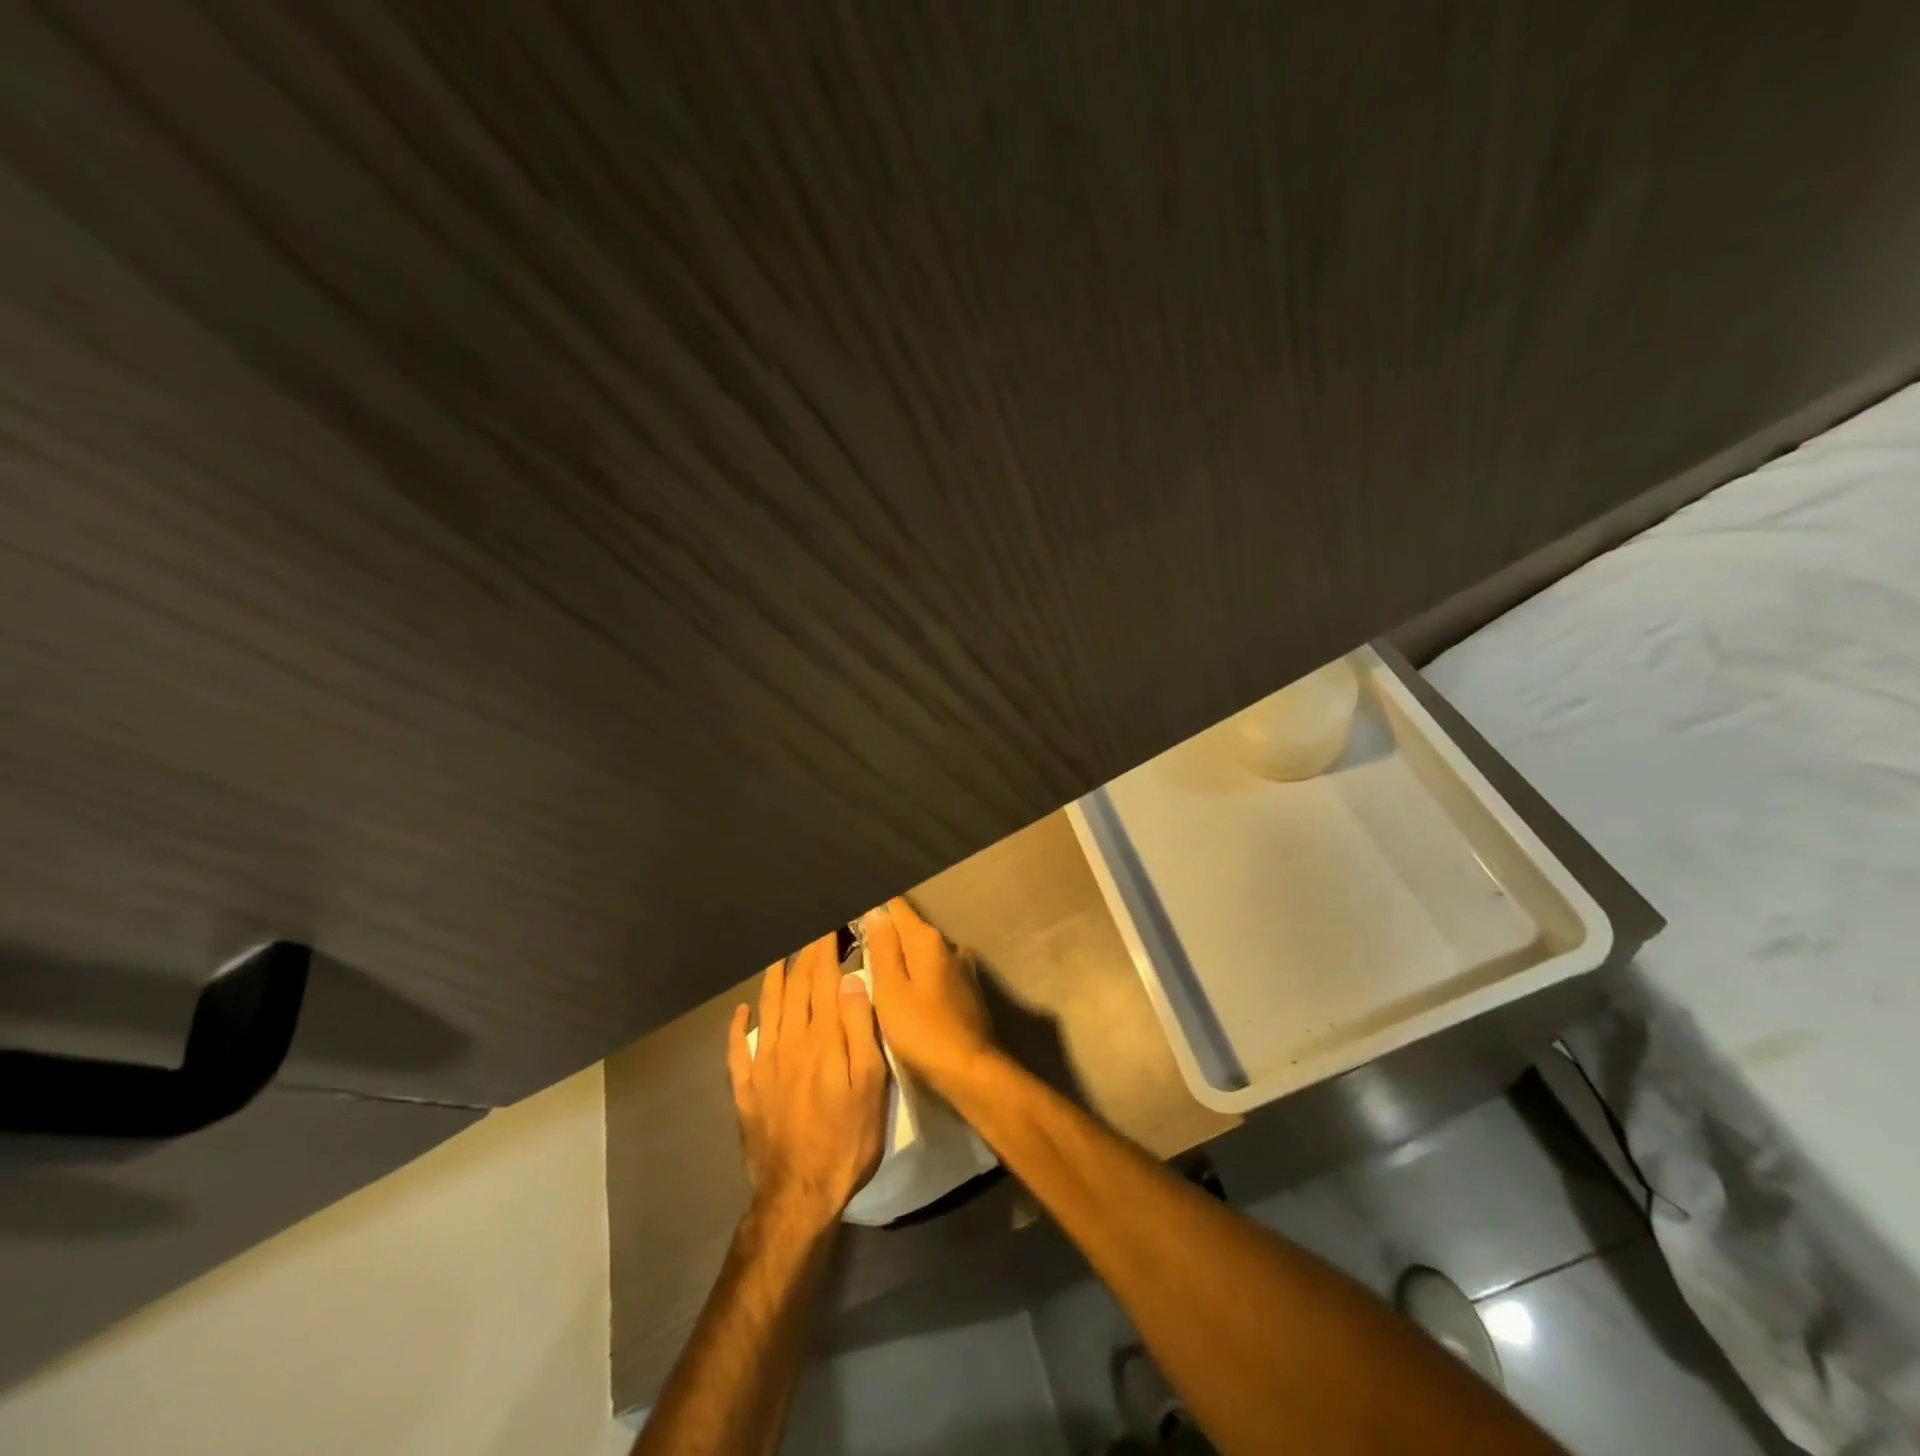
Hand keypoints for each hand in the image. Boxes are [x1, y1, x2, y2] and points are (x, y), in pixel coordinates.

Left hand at [728, 932, 887, 1230]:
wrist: (798, 1193)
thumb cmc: (847, 1137)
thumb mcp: (871, 1083)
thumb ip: (860, 1028)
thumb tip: (850, 980)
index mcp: (823, 1037)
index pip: (823, 979)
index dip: (827, 948)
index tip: (831, 924)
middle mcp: (789, 1040)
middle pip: (795, 987)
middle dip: (805, 955)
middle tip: (811, 931)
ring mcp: (763, 1064)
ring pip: (767, 1008)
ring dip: (773, 978)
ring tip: (780, 956)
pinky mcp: (746, 1089)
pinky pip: (737, 1049)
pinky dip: (738, 1026)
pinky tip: (740, 1012)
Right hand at [861, 898, 997, 1094]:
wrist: (970, 1071)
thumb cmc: (922, 1032)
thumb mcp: (890, 991)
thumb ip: (882, 948)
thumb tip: (876, 911)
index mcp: (927, 940)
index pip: (896, 907)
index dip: (873, 911)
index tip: (853, 924)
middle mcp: (949, 945)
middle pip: (910, 929)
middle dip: (887, 936)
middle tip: (860, 955)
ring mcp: (962, 967)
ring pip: (924, 952)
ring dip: (905, 959)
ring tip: (881, 978)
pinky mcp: (967, 990)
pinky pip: (936, 972)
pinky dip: (920, 976)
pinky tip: (910, 995)